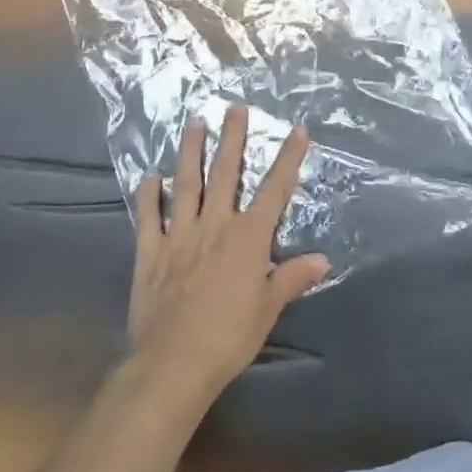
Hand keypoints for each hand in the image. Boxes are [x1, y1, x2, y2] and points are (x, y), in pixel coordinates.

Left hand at [128, 106, 329, 401]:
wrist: (173, 363)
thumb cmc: (229, 337)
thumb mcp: (268, 309)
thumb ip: (292, 278)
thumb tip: (323, 259)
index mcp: (248, 237)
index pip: (274, 189)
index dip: (288, 158)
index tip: (298, 130)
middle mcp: (215, 225)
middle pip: (225, 173)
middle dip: (232, 138)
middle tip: (234, 107)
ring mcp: (179, 234)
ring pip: (185, 183)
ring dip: (190, 151)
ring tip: (194, 122)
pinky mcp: (150, 251)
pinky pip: (149, 216)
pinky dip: (148, 195)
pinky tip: (148, 176)